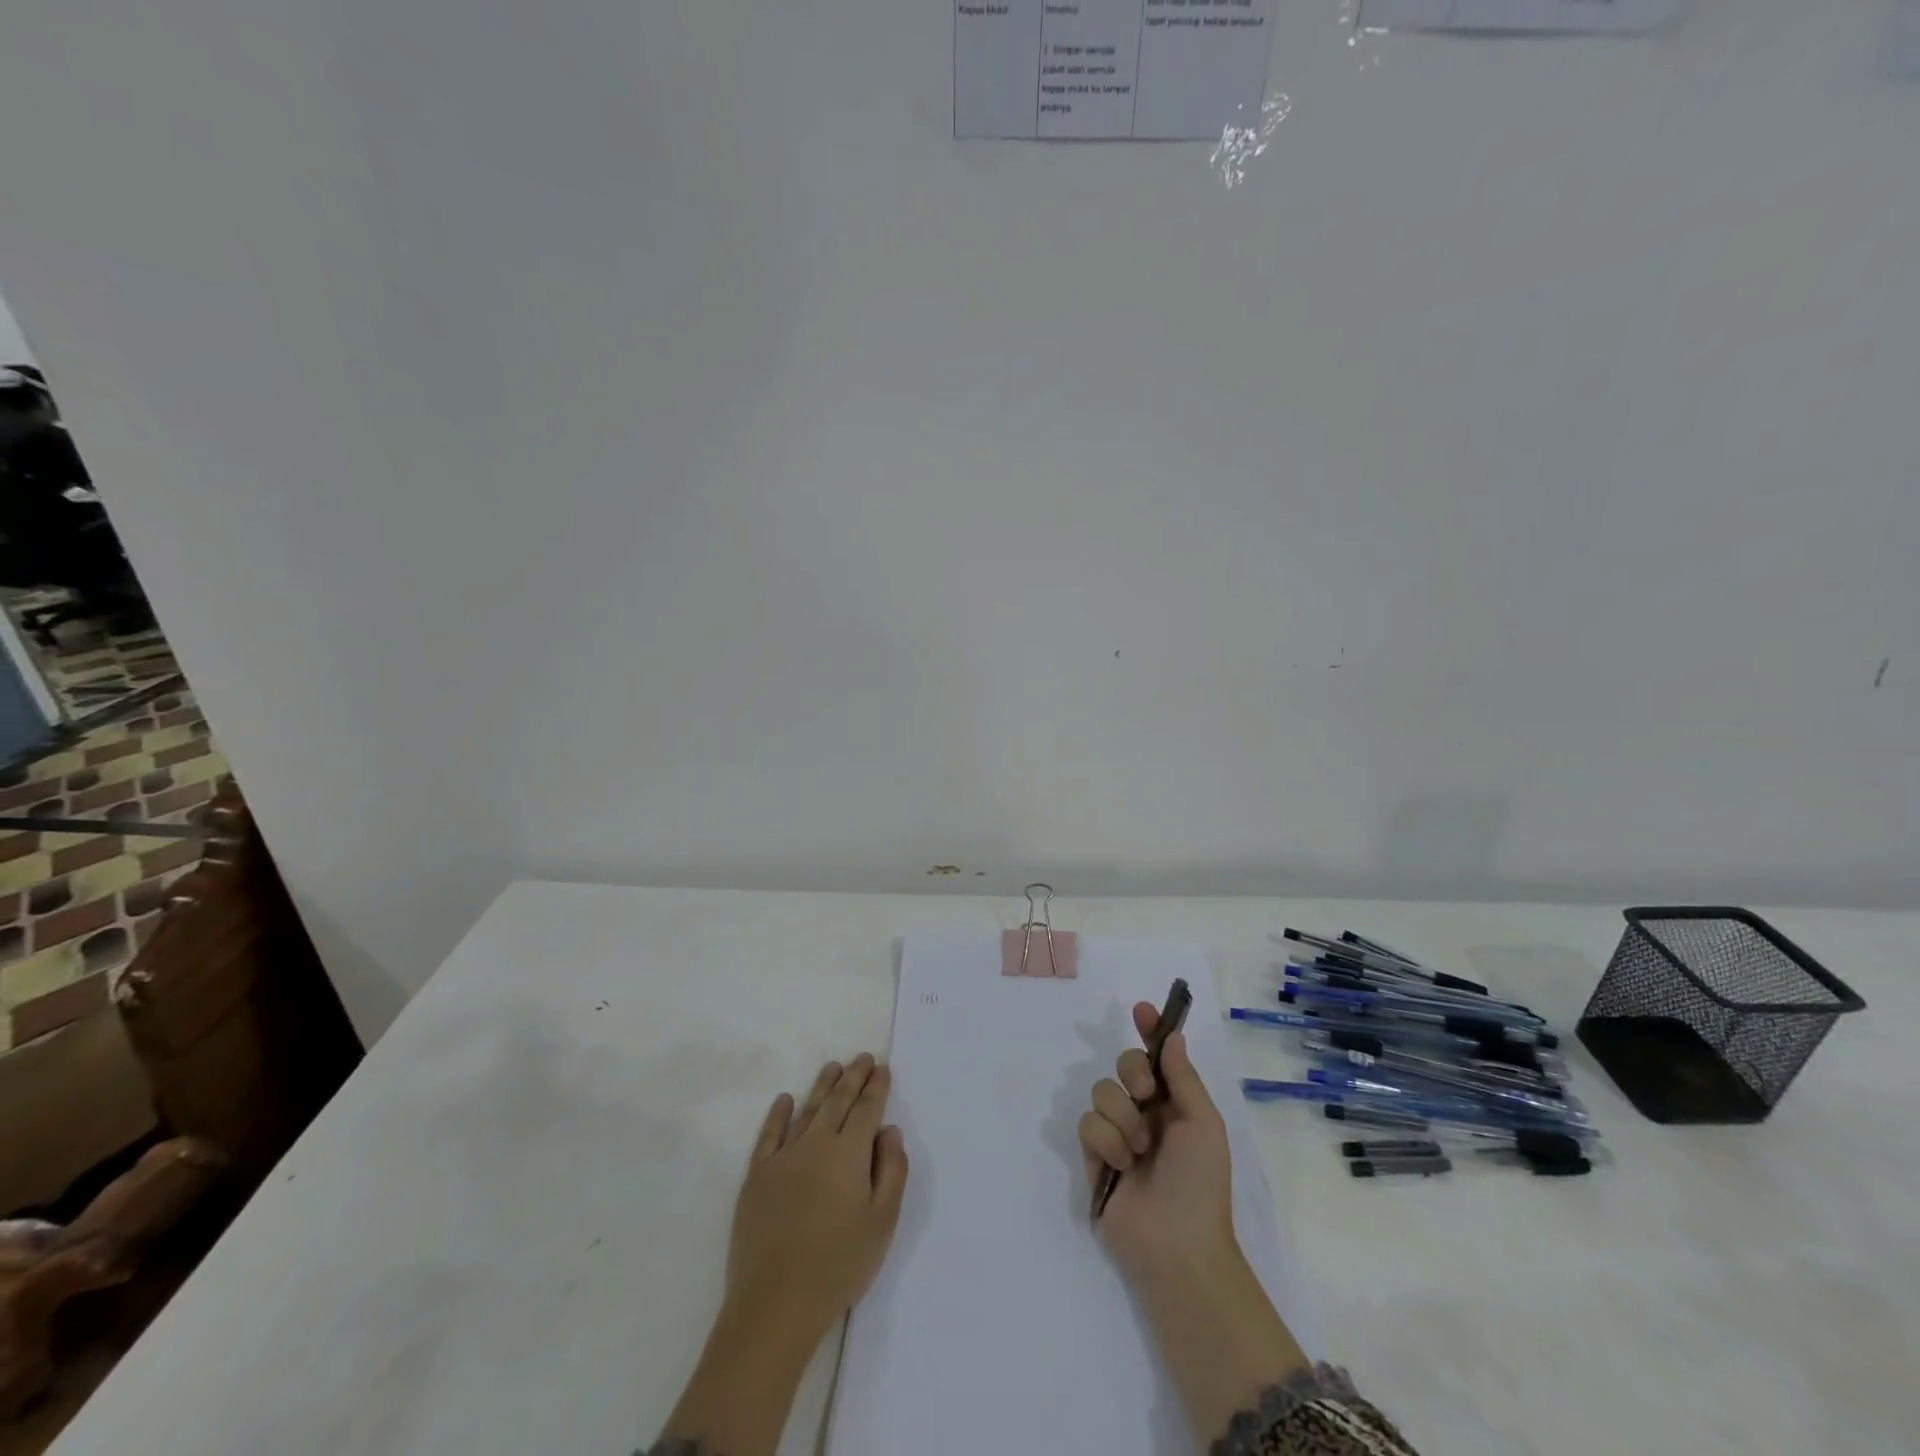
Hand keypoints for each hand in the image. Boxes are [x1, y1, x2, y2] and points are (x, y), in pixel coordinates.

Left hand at [659, 1055, 908, 1455]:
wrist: (775, 1304)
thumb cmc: (839, 1265)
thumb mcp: (882, 1222)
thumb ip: (892, 1170)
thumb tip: (889, 1130)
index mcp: (849, 1152)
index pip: (866, 1108)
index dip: (876, 1086)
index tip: (882, 1067)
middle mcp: (816, 1143)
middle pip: (838, 1100)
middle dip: (853, 1076)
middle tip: (864, 1057)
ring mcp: (783, 1157)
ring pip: (807, 1110)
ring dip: (822, 1085)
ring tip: (833, 1066)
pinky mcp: (757, 1176)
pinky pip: (769, 1134)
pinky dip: (778, 1114)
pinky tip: (785, 1100)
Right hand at [1077, 1002, 1235, 1286]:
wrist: (1177, 1246)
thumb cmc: (1200, 1183)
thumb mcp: (1203, 1124)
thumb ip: (1183, 1077)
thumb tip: (1172, 1036)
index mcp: (1174, 1104)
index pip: (1158, 1057)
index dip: (1150, 1031)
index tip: (1142, 1009)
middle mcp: (1144, 1113)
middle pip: (1122, 1064)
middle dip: (1131, 1072)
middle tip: (1145, 1094)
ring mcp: (1117, 1134)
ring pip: (1101, 1091)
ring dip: (1122, 1118)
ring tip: (1139, 1151)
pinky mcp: (1094, 1156)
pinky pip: (1087, 1123)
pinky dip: (1105, 1141)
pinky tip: (1120, 1166)